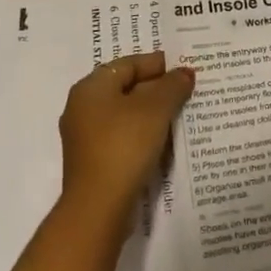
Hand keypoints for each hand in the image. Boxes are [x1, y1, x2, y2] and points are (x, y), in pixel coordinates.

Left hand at [57, 52, 195, 222]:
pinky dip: (143, 133)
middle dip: (157, 88)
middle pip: (126, 88)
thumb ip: (172, 86)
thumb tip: (184, 73)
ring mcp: (85, 136)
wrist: (99, 206)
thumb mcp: (155, 110)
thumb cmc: (124, 146)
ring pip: (125, 114)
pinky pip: (122, 136)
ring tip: (181, 114)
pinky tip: (164, 140)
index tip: (185, 68)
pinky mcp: (93, 160)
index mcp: (91, 87)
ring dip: (152, 113)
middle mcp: (82, 107)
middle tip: (188, 90)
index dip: (159, 64)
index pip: (129, 64)